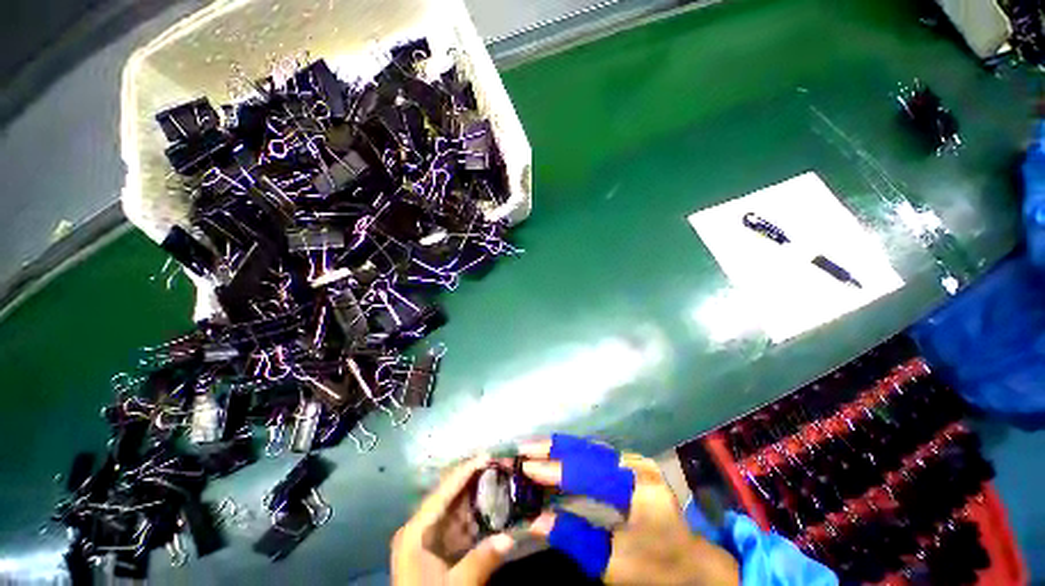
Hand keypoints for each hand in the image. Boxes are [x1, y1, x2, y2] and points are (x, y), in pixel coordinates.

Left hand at [391, 456, 515, 585]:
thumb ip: (480, 560)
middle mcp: (420, 528)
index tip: (487, 456)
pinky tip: (492, 508)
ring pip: (456, 510)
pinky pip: (459, 526)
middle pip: (450, 496)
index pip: (443, 492)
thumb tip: (509, 538)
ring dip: (478, 497)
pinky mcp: (437, 550)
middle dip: (475, 481)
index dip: (466, 471)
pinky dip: (476, 517)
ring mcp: (428, 539)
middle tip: (499, 467)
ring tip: (499, 481)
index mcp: (416, 530)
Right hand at [520, 435, 738, 585]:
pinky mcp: (629, 463)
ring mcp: (633, 461)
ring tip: (533, 449)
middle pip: (587, 450)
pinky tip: (555, 455)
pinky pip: (594, 454)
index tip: (526, 467)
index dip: (556, 469)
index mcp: (637, 486)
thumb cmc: (656, 566)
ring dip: (559, 448)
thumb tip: (536, 520)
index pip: (588, 471)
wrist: (691, 562)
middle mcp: (635, 464)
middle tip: (523, 448)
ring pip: (589, 448)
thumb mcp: (614, 564)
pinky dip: (571, 455)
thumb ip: (575, 538)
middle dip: (553, 448)